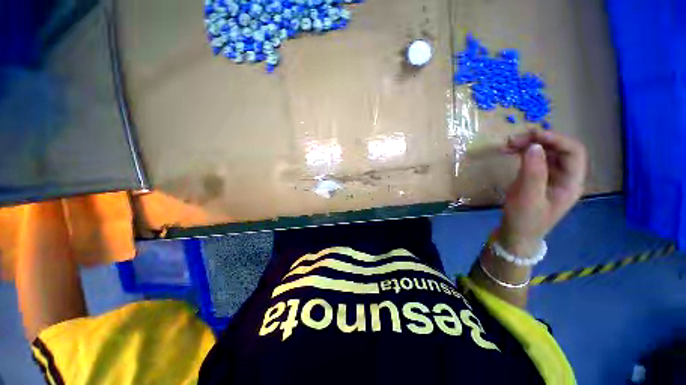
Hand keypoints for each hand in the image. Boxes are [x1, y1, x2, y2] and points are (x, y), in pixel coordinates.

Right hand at [498, 130, 586, 255]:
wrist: (516, 234)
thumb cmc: (524, 220)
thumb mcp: (528, 198)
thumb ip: (533, 172)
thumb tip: (534, 146)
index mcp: (571, 182)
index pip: (574, 152)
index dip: (556, 139)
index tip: (532, 135)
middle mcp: (565, 176)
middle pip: (559, 149)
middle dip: (539, 140)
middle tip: (514, 140)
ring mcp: (551, 176)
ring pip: (546, 152)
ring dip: (529, 144)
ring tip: (508, 144)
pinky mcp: (537, 178)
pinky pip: (535, 159)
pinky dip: (523, 152)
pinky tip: (511, 151)